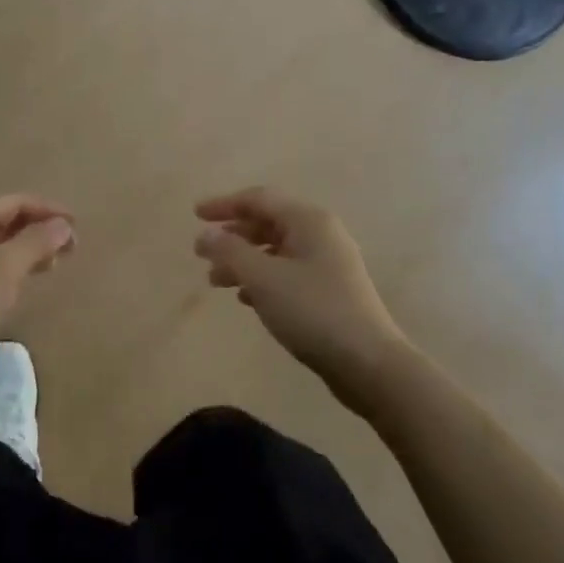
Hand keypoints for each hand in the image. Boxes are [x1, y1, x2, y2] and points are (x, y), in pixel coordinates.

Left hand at [0, 195, 75, 367]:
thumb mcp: (4, 269)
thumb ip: (36, 241)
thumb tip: (62, 224)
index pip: (14, 202)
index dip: (48, 211)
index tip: (77, 228)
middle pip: (3, 220)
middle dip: (38, 230)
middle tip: (69, 251)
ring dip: (25, 249)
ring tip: (51, 266)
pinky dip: (8, 266)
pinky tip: (20, 283)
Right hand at [194, 187, 405, 408]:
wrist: (368, 363)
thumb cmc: (312, 311)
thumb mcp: (263, 278)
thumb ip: (230, 251)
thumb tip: (206, 234)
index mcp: (308, 220)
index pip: (258, 199)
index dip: (224, 204)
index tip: (195, 215)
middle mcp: (320, 234)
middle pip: (267, 223)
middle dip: (232, 236)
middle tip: (202, 253)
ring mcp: (328, 263)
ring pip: (275, 250)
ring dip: (243, 261)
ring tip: (216, 282)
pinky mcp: (330, 290)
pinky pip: (287, 272)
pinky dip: (262, 278)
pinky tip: (245, 298)